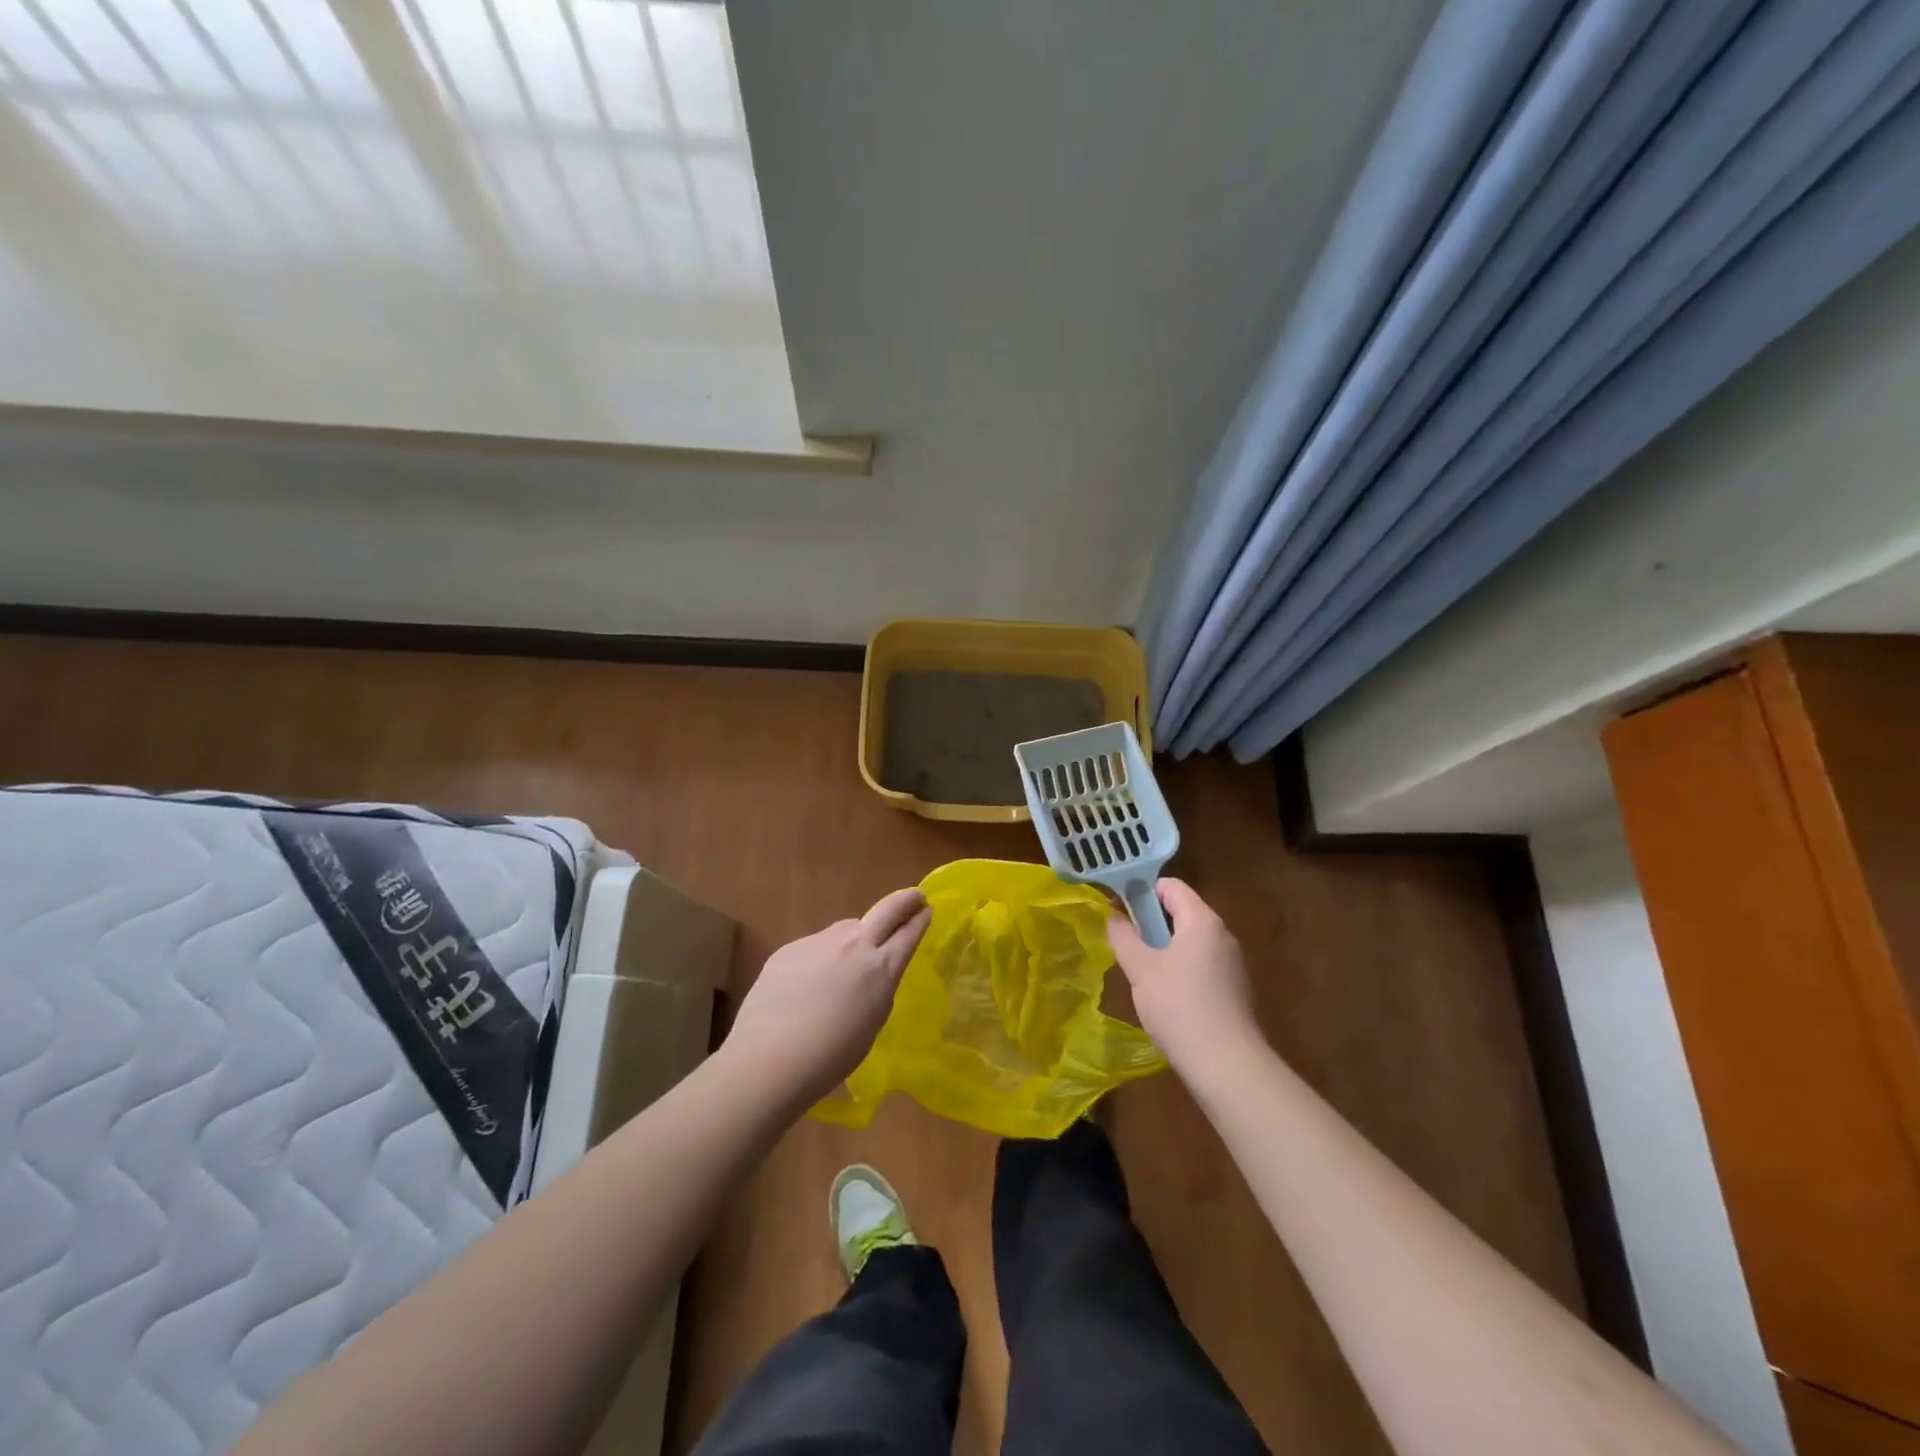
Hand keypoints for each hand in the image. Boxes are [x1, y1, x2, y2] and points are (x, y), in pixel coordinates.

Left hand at [723, 888, 931, 1109]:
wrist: (769, 1058)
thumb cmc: (830, 1057)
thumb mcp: (871, 1024)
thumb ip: (877, 990)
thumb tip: (871, 974)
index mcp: (881, 969)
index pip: (908, 934)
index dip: (920, 920)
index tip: (926, 909)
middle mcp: (854, 946)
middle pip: (886, 910)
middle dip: (904, 901)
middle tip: (914, 896)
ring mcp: (819, 942)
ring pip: (846, 929)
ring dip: (855, 936)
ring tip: (846, 963)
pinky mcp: (790, 948)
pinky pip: (815, 946)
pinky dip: (820, 958)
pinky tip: (806, 986)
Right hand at [1108, 878, 1265, 1075]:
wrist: (1226, 1064)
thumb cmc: (1178, 1005)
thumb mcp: (1140, 967)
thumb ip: (1123, 935)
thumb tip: (1113, 915)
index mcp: (1202, 920)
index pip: (1170, 886)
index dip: (1141, 891)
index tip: (1118, 911)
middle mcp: (1222, 934)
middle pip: (1181, 911)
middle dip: (1150, 922)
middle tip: (1126, 944)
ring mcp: (1232, 962)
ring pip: (1190, 940)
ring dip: (1163, 948)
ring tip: (1141, 973)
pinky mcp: (1234, 988)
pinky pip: (1201, 963)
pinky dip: (1180, 968)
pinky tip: (1165, 996)